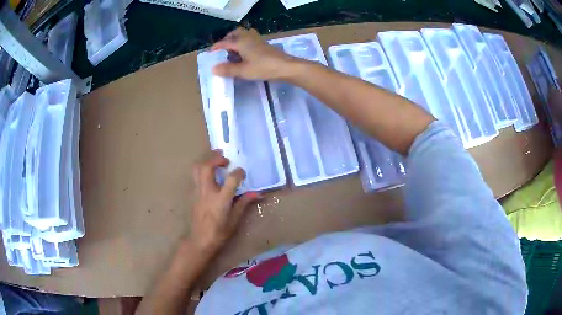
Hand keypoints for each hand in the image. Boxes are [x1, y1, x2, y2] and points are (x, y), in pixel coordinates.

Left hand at [190, 150, 259, 251]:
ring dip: (207, 161)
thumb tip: (258, 194)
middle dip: (216, 158)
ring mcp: (198, 192)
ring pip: (197, 169)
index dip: (239, 172)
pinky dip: (203, 171)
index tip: (243, 173)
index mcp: (221, 199)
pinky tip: (210, 176)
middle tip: (225, 159)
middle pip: (207, 167)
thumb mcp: (235, 219)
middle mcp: (208, 192)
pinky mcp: (193, 194)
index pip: (231, 179)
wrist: (200, 240)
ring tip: (216, 161)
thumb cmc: (220, 232)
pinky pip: (196, 177)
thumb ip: (244, 203)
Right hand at [211, 28, 298, 80]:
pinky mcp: (264, 43)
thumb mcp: (243, 71)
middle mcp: (248, 37)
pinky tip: (245, 53)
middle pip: (235, 33)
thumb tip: (213, 69)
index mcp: (241, 42)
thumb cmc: (263, 68)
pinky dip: (244, 42)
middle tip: (222, 50)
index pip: (225, 42)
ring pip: (243, 34)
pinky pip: (250, 38)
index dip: (216, 47)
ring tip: (232, 51)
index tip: (210, 53)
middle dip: (227, 39)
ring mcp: (257, 39)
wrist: (285, 67)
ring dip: (236, 40)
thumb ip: (228, 69)